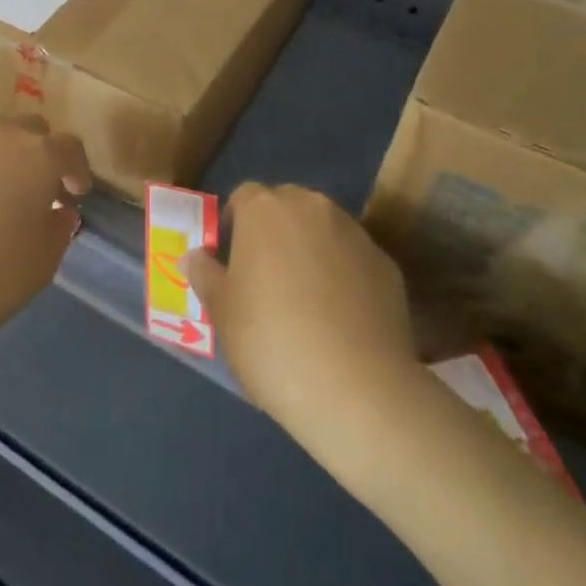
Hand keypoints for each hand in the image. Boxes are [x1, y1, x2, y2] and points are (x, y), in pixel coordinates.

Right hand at [186, 184, 422, 455]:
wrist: (357, 389)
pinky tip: (340, 317)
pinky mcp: (388, 265)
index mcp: (265, 210)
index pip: (244, 196)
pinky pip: (354, 259)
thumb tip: (197, 256)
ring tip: (305, 298)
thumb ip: (206, 275)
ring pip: (324, 229)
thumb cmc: (270, 340)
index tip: (231, 257)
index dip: (235, 222)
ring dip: (311, 249)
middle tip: (265, 275)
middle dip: (275, 230)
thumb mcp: (221, 312)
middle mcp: (312, 208)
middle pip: (287, 205)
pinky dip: (344, 275)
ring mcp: (355, 234)